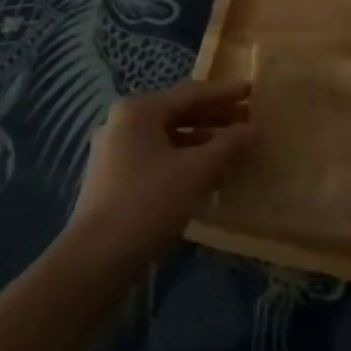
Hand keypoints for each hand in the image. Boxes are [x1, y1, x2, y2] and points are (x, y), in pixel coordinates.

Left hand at [68, 79, 254, 264]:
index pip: (191, 93)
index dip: (225, 93)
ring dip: (203, 141)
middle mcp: (124, 123)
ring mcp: (116, 151)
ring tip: (235, 148)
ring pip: (169, 137)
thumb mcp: (196, 170)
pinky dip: (186, 159)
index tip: (253, 91)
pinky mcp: (116, 178)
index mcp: (139, 110)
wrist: (96, 259)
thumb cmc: (148, 202)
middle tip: (249, 120)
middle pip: (179, 112)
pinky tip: (209, 174)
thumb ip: (229, 144)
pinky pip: (159, 157)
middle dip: (216, 117)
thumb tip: (254, 128)